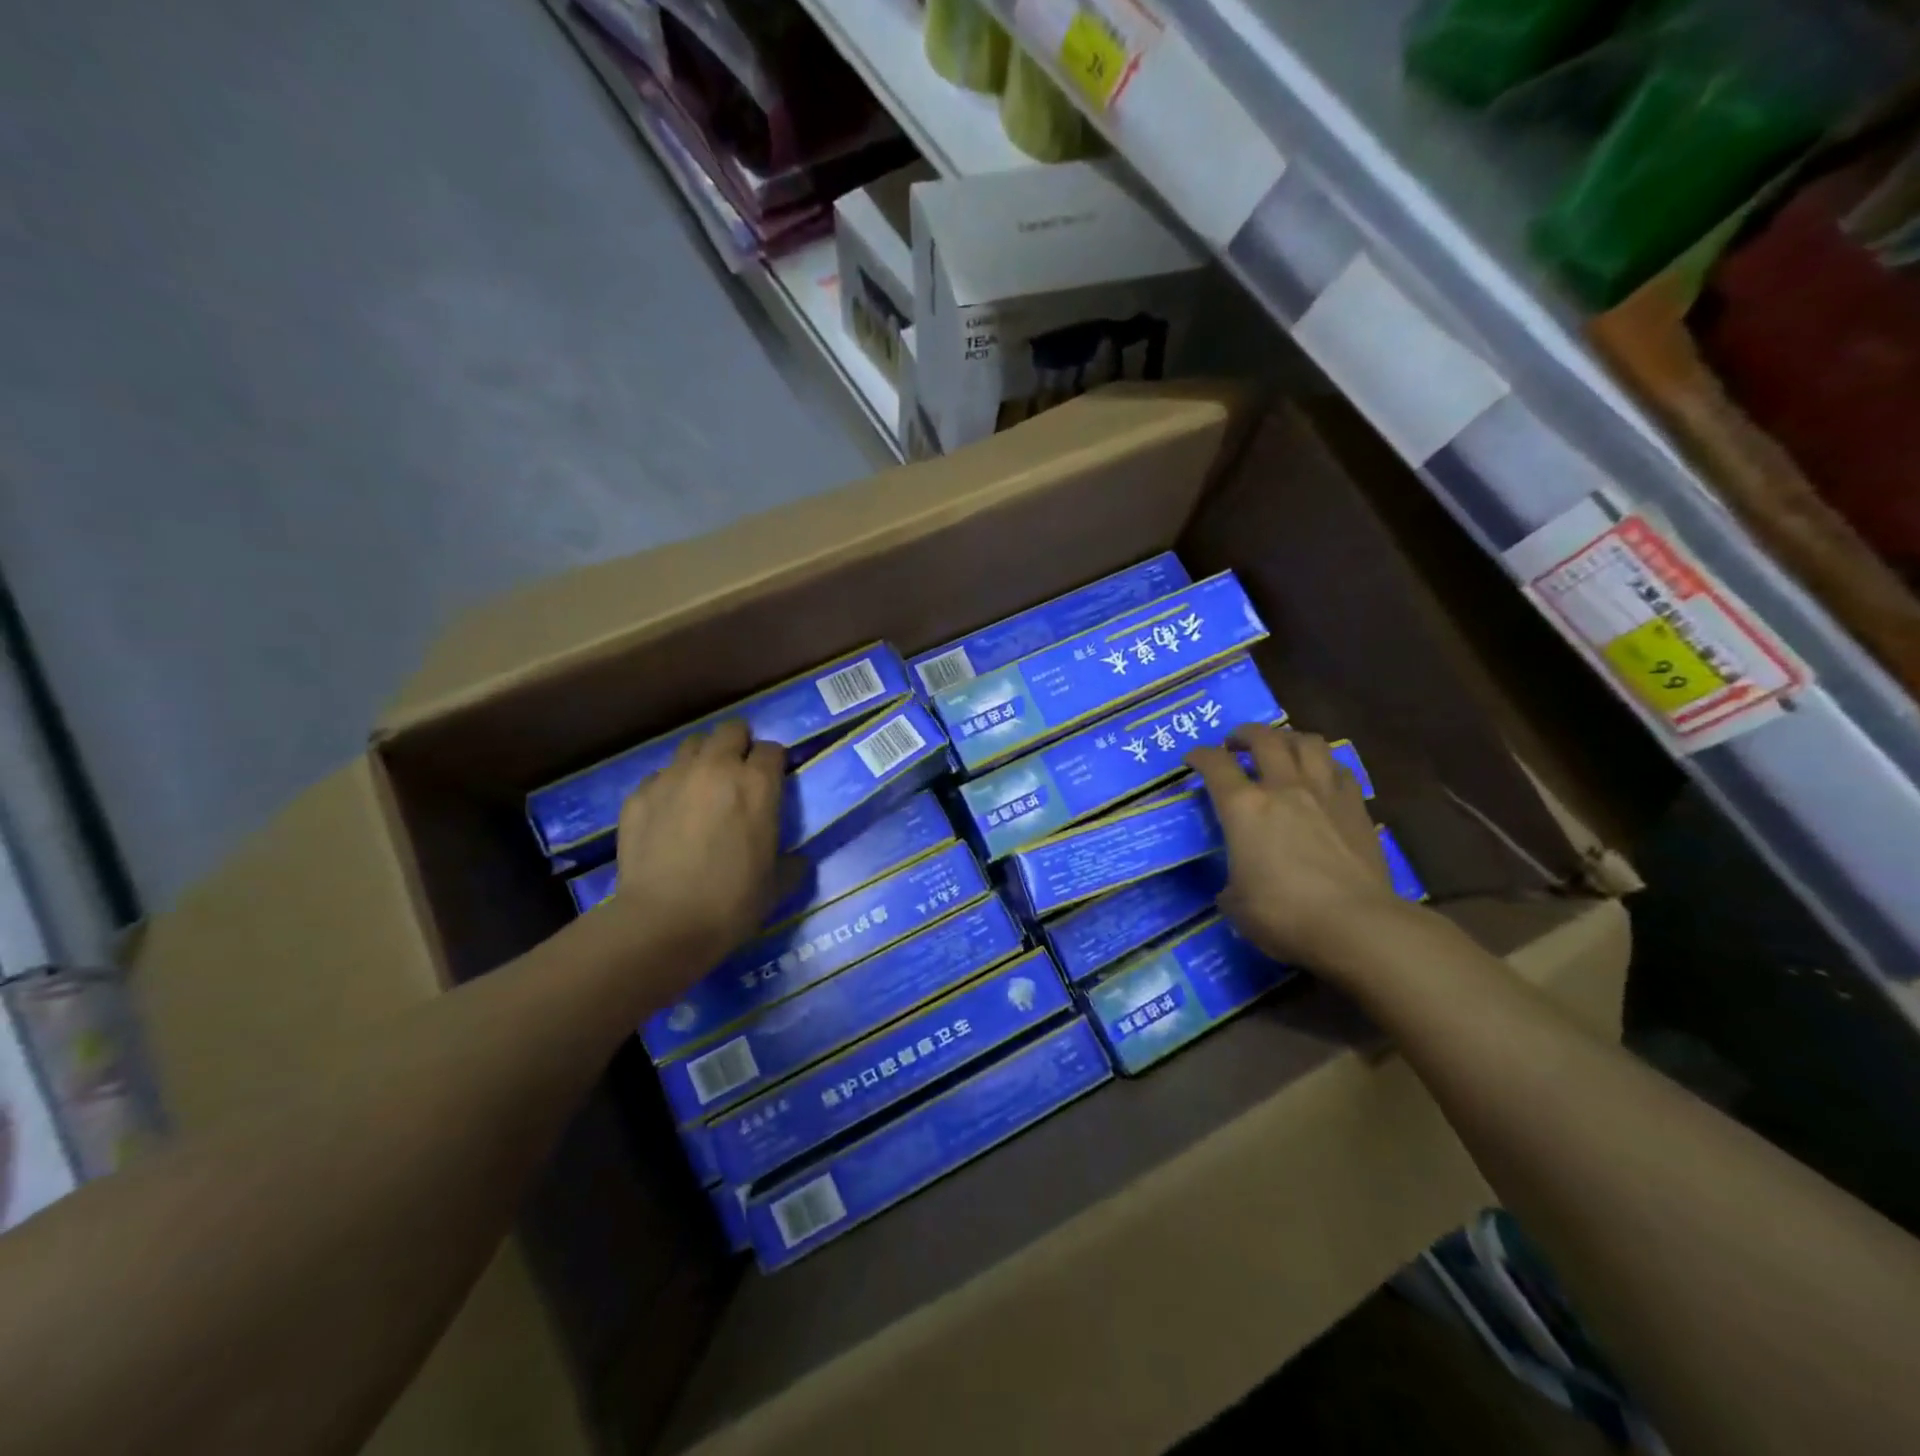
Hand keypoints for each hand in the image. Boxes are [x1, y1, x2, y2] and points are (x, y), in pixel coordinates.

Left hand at [603, 720, 786, 974]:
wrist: (664, 923)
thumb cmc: (732, 903)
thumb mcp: (777, 885)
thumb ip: (793, 863)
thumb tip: (798, 860)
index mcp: (757, 785)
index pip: (771, 749)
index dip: (773, 763)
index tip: (772, 781)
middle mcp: (716, 768)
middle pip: (731, 730)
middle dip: (739, 745)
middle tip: (739, 773)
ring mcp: (673, 778)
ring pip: (692, 745)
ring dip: (703, 759)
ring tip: (702, 787)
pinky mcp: (638, 795)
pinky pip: (659, 776)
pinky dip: (669, 786)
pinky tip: (668, 814)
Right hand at [1188, 724, 1402, 974]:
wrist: (1357, 925)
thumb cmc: (1284, 915)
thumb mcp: (1235, 904)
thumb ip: (1230, 882)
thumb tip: (1236, 884)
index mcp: (1244, 807)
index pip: (1215, 765)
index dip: (1200, 756)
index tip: (1193, 759)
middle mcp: (1283, 788)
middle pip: (1264, 739)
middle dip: (1245, 734)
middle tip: (1236, 743)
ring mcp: (1324, 793)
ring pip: (1308, 742)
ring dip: (1289, 738)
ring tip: (1281, 748)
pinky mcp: (1357, 808)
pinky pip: (1340, 769)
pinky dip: (1324, 765)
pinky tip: (1320, 777)